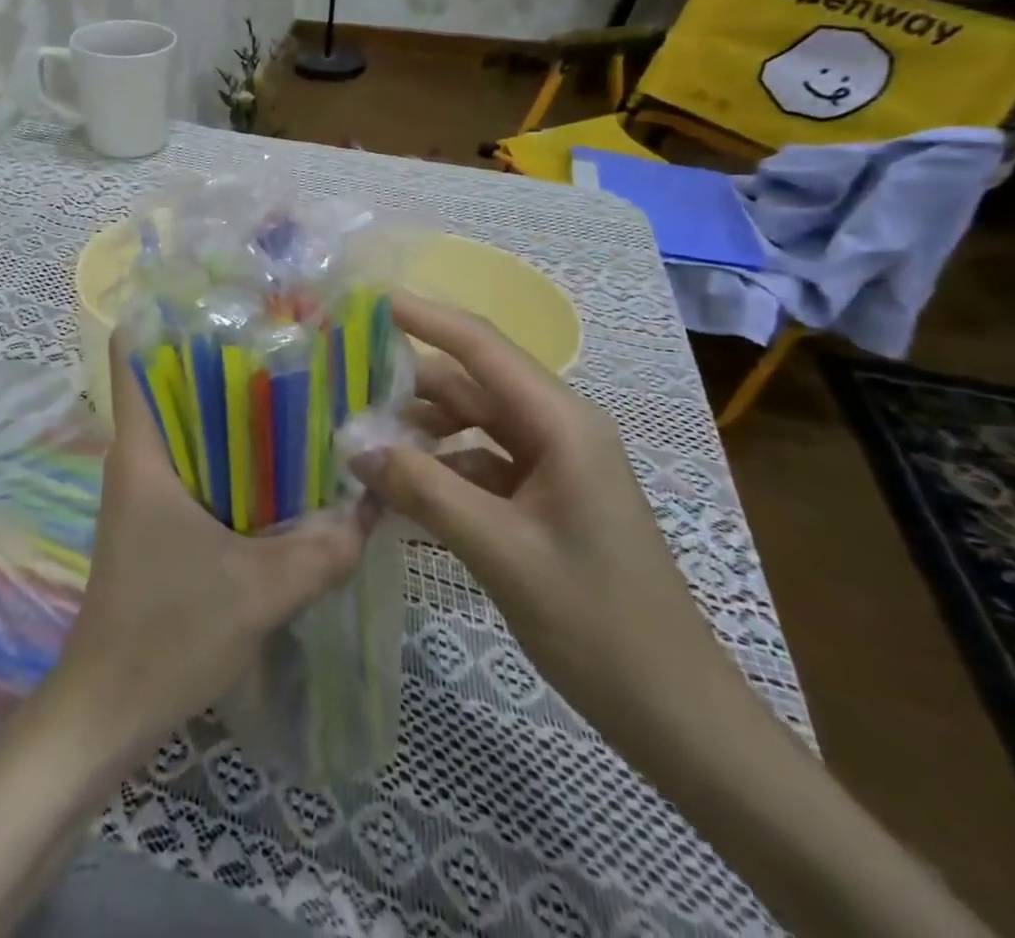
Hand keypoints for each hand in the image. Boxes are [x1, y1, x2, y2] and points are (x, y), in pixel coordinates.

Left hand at [46, 331, 377, 754]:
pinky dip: (233, 457)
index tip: (226, 299)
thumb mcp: (260, 590)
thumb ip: (324, 548)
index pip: (130, 352)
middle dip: (225, 357)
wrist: (110, 709)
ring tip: (299, 390)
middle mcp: (139, 456)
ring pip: (189, 425)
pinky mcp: (159, 520)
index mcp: (143, 449)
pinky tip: (284, 466)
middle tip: (291, 341)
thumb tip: (375, 506)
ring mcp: (146, 489)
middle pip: (173, 380)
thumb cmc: (167, 632)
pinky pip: (197, 466)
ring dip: (234, 410)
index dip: (165, 314)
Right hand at [348, 292, 752, 762]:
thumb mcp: (499, 551)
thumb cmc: (597, 622)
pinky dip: (439, 469)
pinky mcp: (543, 497)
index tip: (367, 302)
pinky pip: (479, 463)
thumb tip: (355, 446)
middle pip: (469, 384)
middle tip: (340, 384)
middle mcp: (556, 428)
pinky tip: (398, 492)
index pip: (480, 346)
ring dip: (418, 430)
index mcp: (561, 422)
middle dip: (406, 383)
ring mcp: (551, 463)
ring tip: (358, 442)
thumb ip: (424, 490)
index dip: (424, 317)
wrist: (674, 711)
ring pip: (470, 424)